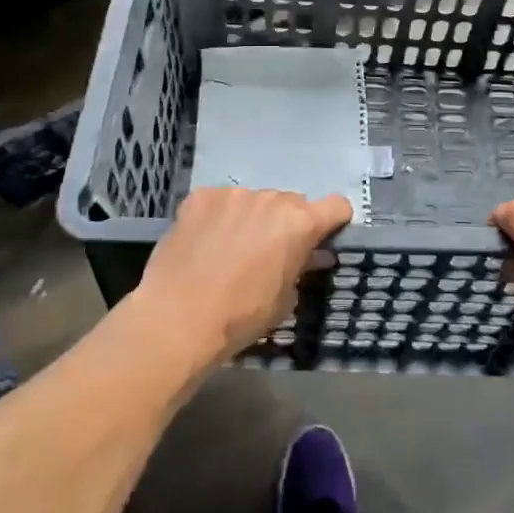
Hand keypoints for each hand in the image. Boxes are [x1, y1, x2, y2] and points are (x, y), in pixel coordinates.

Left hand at [127, 186, 352, 372]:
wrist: (177, 319)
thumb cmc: (241, 317)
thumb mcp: (284, 300)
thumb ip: (300, 268)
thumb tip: (309, 256)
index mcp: (299, 223)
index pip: (336, 205)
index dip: (333, 221)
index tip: (321, 238)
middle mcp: (271, 199)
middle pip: (291, 202)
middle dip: (286, 223)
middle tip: (268, 252)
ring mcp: (233, 194)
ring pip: (253, 200)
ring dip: (250, 218)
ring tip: (229, 249)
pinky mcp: (200, 196)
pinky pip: (219, 201)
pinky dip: (218, 217)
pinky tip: (203, 242)